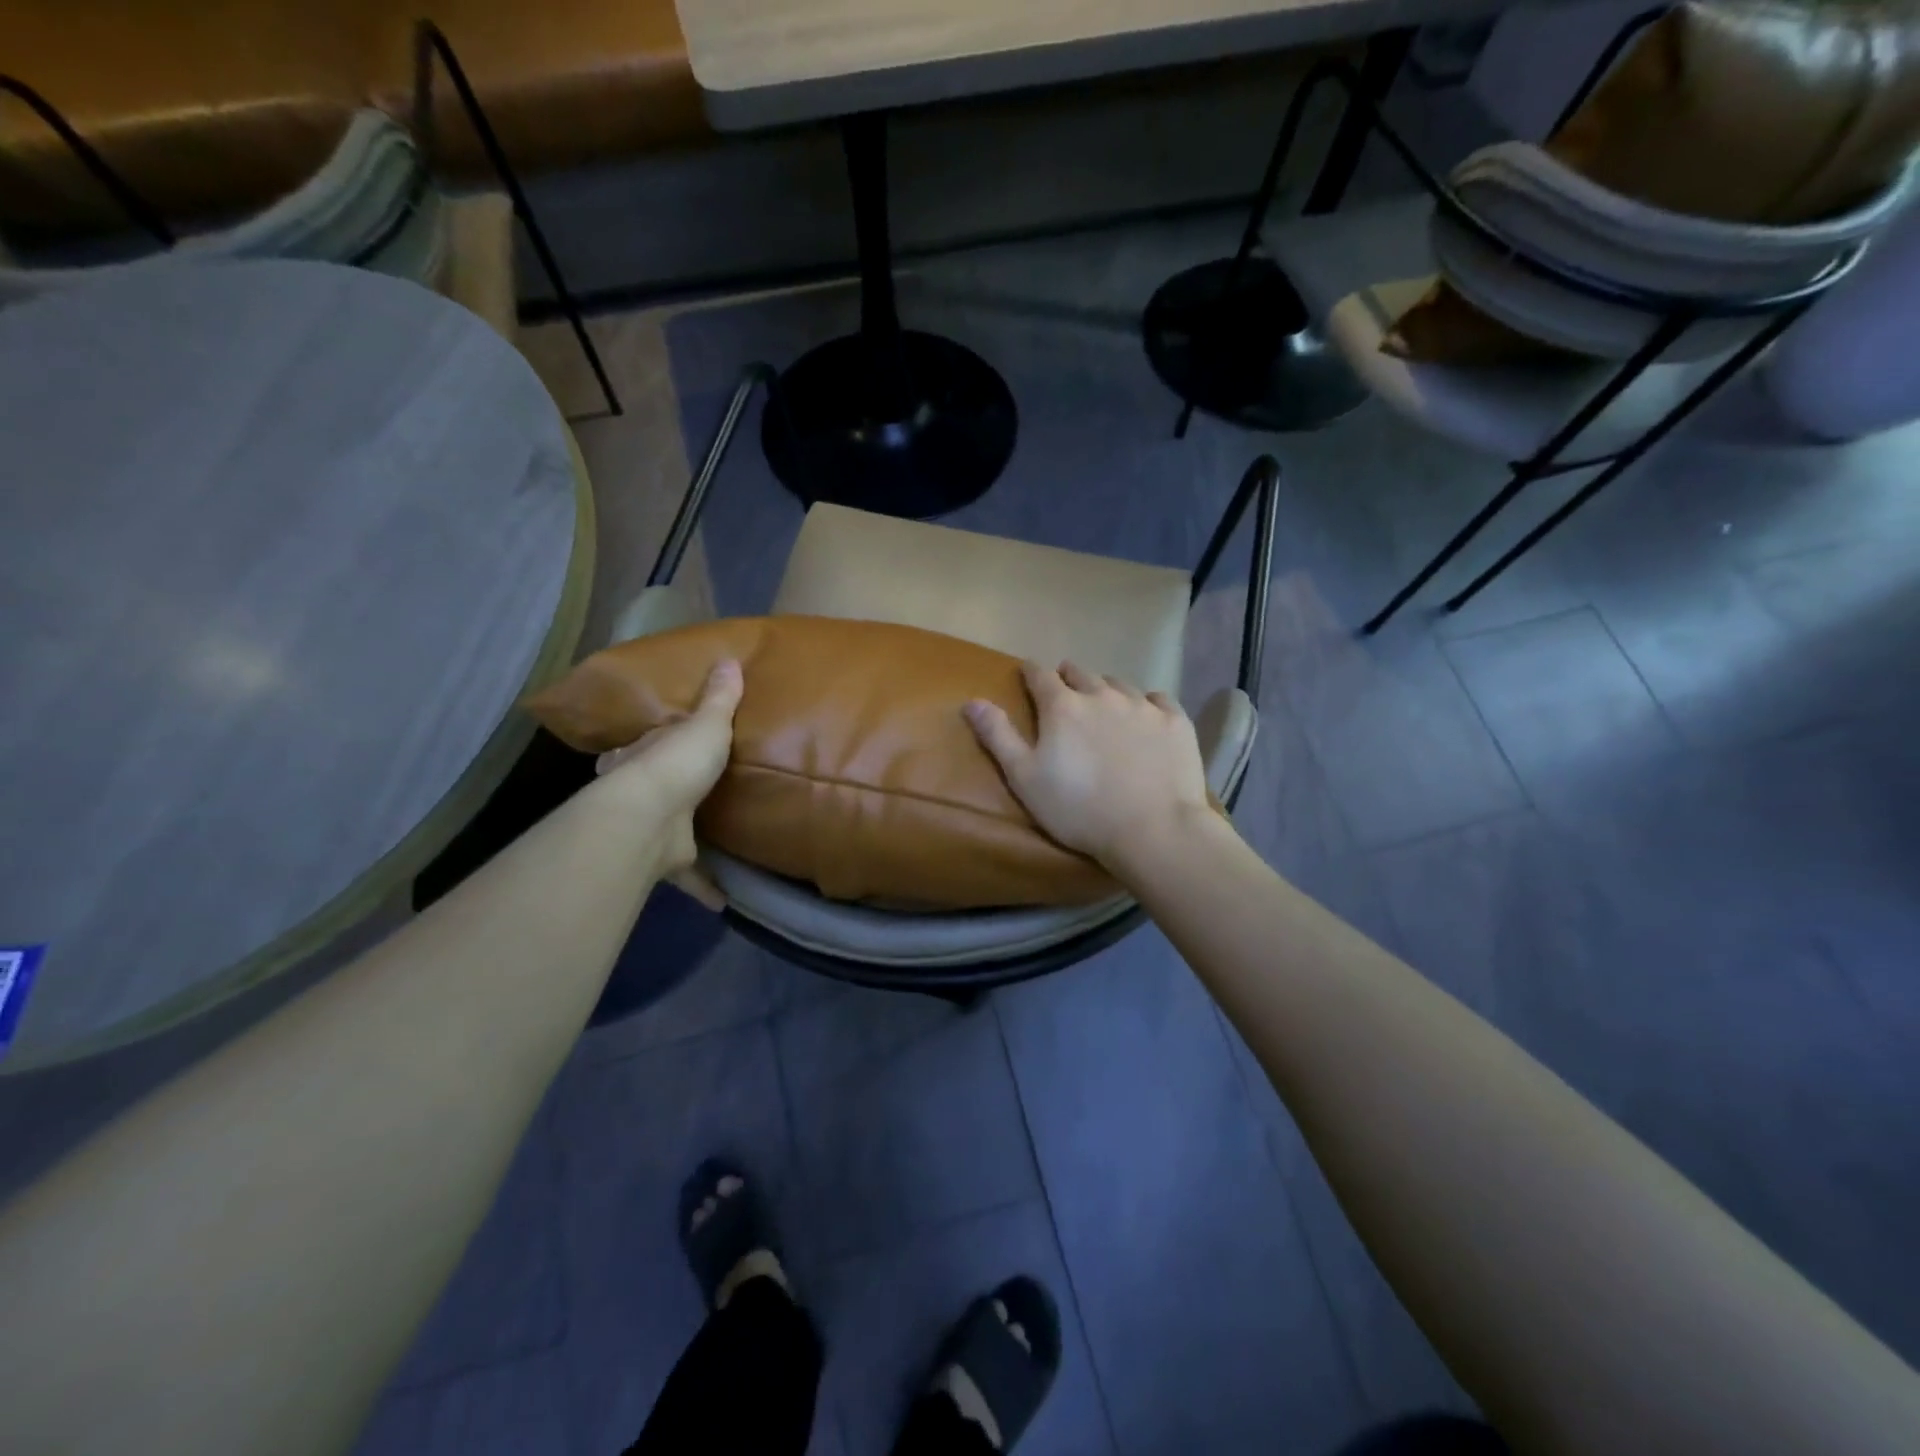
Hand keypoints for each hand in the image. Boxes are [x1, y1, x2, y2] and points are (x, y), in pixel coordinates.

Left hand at [595, 659, 742, 905]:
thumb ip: (719, 699)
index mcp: (641, 756)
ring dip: (680, 841)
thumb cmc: (676, 762)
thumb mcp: (705, 723)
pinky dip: (705, 888)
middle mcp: (637, 791)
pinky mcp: (662, 860)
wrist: (651, 817)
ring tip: (711, 844)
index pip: (640, 746)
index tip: (662, 748)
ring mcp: (647, 828)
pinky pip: (687, 876)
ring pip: (663, 832)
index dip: (649, 746)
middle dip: (663, 792)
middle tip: (688, 794)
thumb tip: (729, 659)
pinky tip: (724, 901)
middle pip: (647, 789)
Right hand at [964, 661, 1211, 870]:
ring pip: (1119, 684)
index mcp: (1062, 706)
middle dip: (1068, 677)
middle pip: (1081, 673)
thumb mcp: (1024, 778)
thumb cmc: (1078, 809)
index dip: (1031, 672)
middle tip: (1065, 690)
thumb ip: (998, 736)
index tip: (1027, 673)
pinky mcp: (1175, 721)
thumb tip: (971, 700)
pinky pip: (1158, 700)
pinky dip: (1147, 705)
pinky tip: (1147, 718)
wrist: (1153, 830)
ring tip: (1105, 706)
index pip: (1040, 675)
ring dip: (1106, 690)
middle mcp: (1102, 694)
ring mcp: (1142, 706)